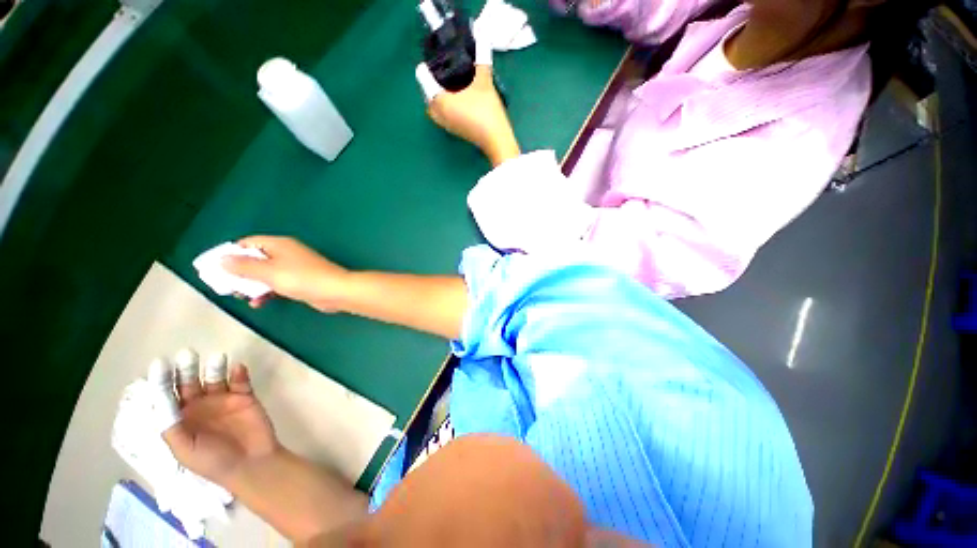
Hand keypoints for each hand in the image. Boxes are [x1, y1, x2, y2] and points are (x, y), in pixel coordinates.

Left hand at [162, 363, 278, 488]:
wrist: (251, 464)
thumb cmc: (212, 461)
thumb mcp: (184, 449)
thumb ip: (170, 425)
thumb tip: (160, 398)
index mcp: (180, 419)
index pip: (167, 396)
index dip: (162, 380)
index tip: (160, 363)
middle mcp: (198, 406)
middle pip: (189, 383)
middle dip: (187, 369)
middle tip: (187, 355)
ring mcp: (223, 400)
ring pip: (215, 378)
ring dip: (214, 368)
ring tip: (217, 358)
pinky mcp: (245, 397)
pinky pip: (240, 381)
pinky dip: (239, 373)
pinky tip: (238, 368)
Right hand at [222, 235, 350, 311]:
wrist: (335, 291)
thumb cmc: (302, 279)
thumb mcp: (269, 272)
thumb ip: (244, 266)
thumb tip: (222, 260)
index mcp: (279, 244)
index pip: (248, 243)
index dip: (230, 253)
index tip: (215, 267)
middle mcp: (286, 253)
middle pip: (256, 259)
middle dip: (240, 272)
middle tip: (225, 285)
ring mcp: (294, 267)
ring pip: (265, 273)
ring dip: (252, 284)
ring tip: (240, 296)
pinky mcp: (300, 281)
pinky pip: (277, 284)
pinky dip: (266, 291)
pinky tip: (258, 302)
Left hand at [416, 61, 520, 166]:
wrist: (496, 139)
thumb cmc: (486, 111)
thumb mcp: (484, 82)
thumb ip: (481, 59)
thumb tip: (483, 36)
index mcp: (440, 101)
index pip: (425, 80)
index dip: (427, 67)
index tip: (433, 59)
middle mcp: (439, 114)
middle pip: (428, 95)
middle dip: (431, 84)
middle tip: (440, 73)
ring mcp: (446, 125)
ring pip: (434, 107)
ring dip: (438, 97)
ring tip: (449, 85)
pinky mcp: (454, 131)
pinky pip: (443, 115)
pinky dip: (445, 106)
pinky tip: (457, 99)